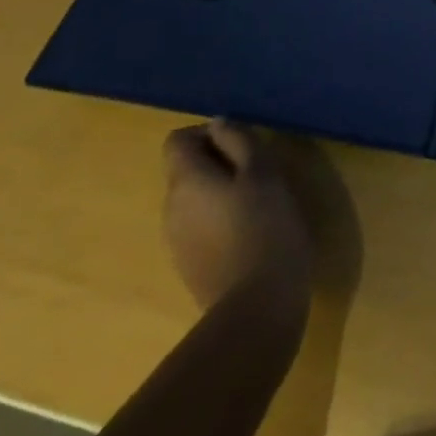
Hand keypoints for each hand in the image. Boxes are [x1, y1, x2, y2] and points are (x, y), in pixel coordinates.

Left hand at [161, 120, 313, 311]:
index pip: (177, 140)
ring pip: (194, 198)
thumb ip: (238, 140)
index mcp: (185, 182)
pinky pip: (200, 225)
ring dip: (221, 191)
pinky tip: (250, 233)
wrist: (256, 309)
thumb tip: (218, 125)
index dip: (208, 133)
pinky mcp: (189, 266)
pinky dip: (220, 219)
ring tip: (258, 202)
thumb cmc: (264, 228)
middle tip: (258, 171)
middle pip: (186, 169)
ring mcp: (176, 242)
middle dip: (219, 162)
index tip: (242, 144)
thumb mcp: (262, 171)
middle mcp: (170, 209)